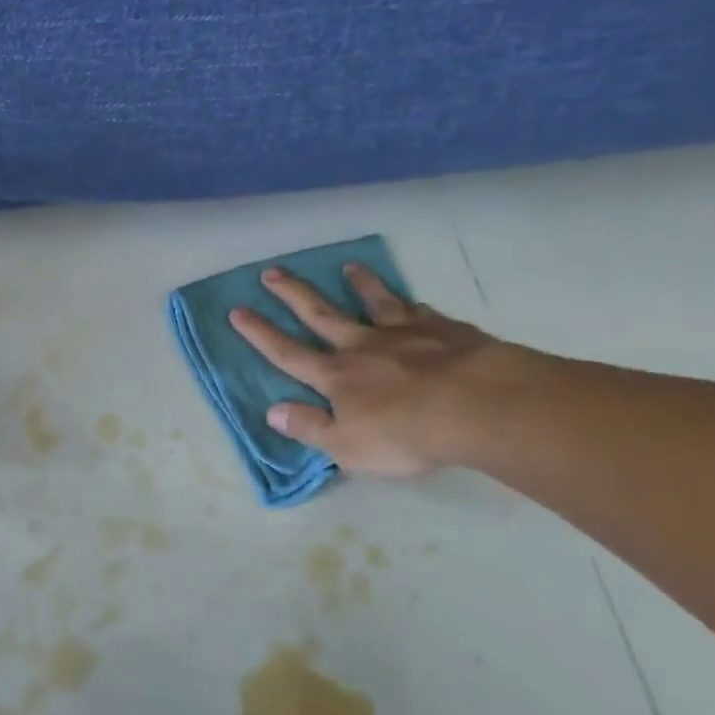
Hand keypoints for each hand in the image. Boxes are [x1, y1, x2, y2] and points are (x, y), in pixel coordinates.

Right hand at [230, 265, 507, 478]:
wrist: (476, 405)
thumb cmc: (406, 434)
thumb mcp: (347, 447)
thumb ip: (309, 427)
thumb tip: (273, 411)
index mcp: (336, 376)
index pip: (288, 353)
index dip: (260, 333)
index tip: (238, 310)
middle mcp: (363, 346)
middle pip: (321, 314)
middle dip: (293, 294)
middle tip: (272, 272)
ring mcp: (404, 333)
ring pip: (375, 303)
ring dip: (359, 285)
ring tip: (349, 268)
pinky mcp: (443, 330)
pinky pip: (421, 313)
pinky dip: (412, 306)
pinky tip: (414, 302)